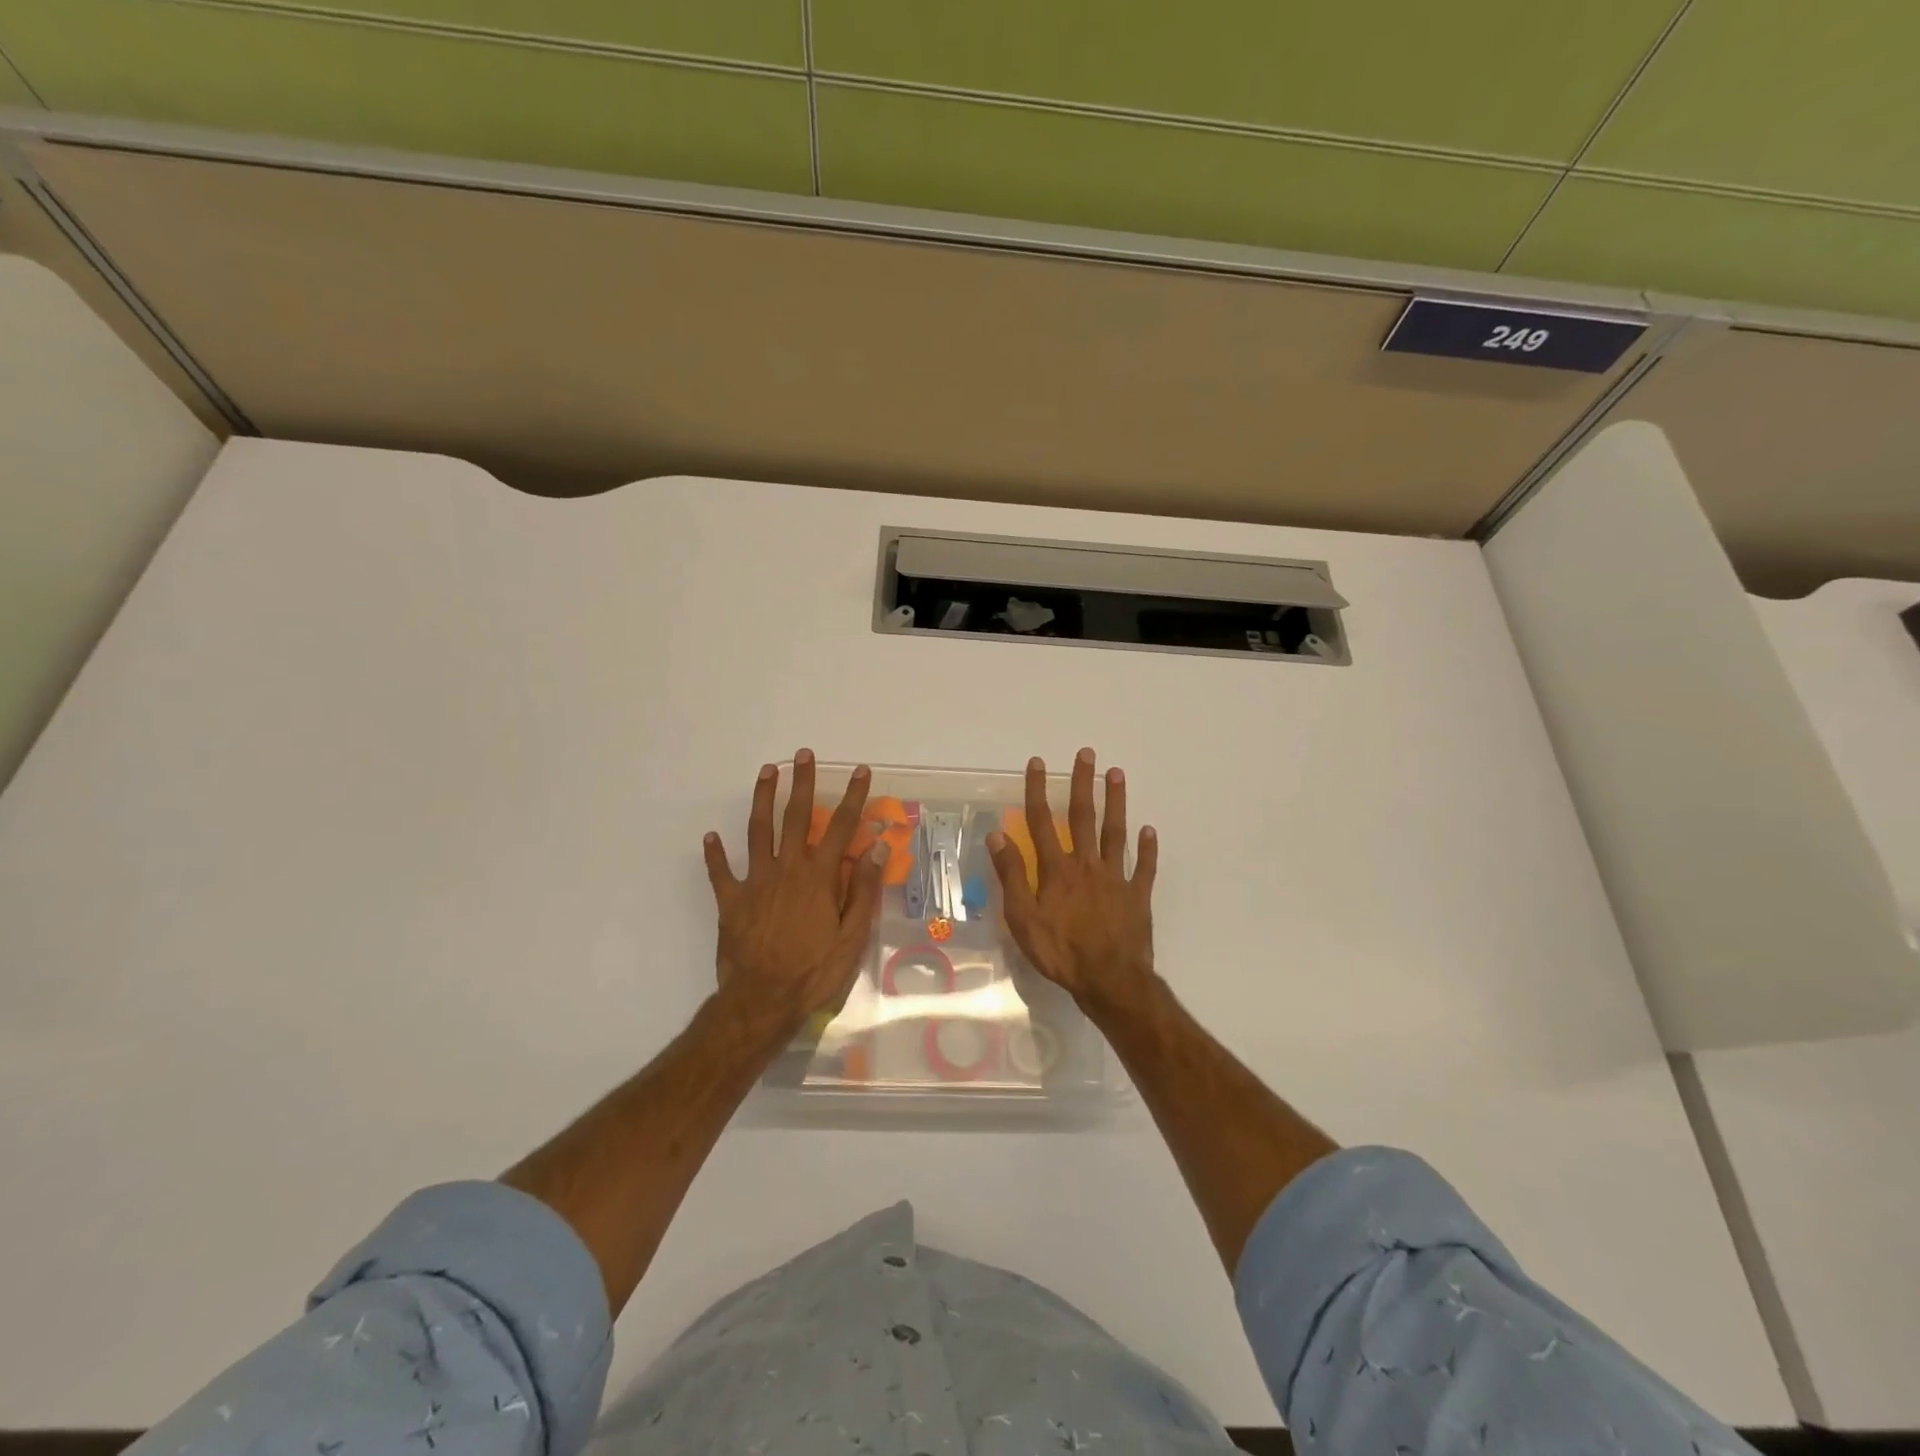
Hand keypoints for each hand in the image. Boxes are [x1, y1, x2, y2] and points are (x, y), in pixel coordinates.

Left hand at [703, 750, 888, 1024]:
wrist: (762, 1002)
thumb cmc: (815, 972)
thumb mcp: (852, 936)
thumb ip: (864, 889)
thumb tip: (877, 847)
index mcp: (819, 876)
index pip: (841, 827)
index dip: (853, 797)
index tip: (860, 771)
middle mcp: (787, 869)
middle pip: (795, 817)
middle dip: (801, 783)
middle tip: (802, 754)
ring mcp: (755, 882)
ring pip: (757, 831)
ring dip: (762, 799)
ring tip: (766, 772)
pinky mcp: (731, 901)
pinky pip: (721, 872)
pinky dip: (715, 854)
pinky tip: (710, 837)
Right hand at [987, 749, 1157, 1010]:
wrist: (1109, 979)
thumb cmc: (1060, 951)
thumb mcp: (1023, 918)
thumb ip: (1012, 875)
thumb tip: (998, 836)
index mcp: (1057, 869)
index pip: (1042, 822)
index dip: (1038, 791)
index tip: (1038, 763)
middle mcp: (1087, 864)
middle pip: (1083, 816)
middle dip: (1083, 783)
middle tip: (1087, 754)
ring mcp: (1116, 877)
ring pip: (1115, 832)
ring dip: (1116, 802)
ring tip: (1117, 773)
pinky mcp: (1137, 895)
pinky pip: (1144, 867)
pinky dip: (1147, 848)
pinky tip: (1150, 830)